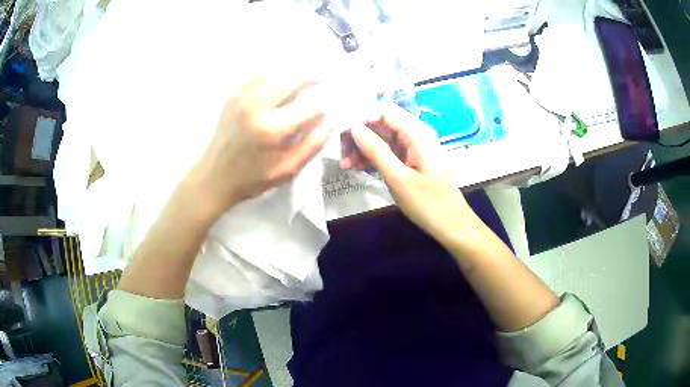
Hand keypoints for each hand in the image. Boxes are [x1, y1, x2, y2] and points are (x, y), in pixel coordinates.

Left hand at [186, 76, 332, 217]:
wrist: (214, 176)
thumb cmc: (252, 178)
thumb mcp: (287, 169)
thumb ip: (312, 145)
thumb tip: (330, 122)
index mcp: (272, 129)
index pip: (308, 106)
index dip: (323, 104)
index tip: (329, 106)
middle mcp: (256, 106)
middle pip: (291, 79)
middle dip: (312, 77)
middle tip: (324, 78)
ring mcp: (242, 97)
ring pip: (274, 71)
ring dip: (293, 71)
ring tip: (305, 75)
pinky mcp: (232, 96)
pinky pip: (256, 76)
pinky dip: (273, 72)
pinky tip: (280, 78)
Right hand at [343, 103, 473, 242]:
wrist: (452, 225)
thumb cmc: (428, 203)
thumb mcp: (398, 178)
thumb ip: (376, 151)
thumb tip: (354, 128)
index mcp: (417, 133)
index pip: (383, 111)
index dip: (361, 117)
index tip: (339, 131)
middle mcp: (415, 134)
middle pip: (381, 124)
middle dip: (359, 136)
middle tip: (339, 153)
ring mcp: (413, 147)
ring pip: (382, 139)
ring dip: (363, 149)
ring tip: (345, 165)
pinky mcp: (411, 160)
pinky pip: (388, 152)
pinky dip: (373, 158)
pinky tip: (357, 168)